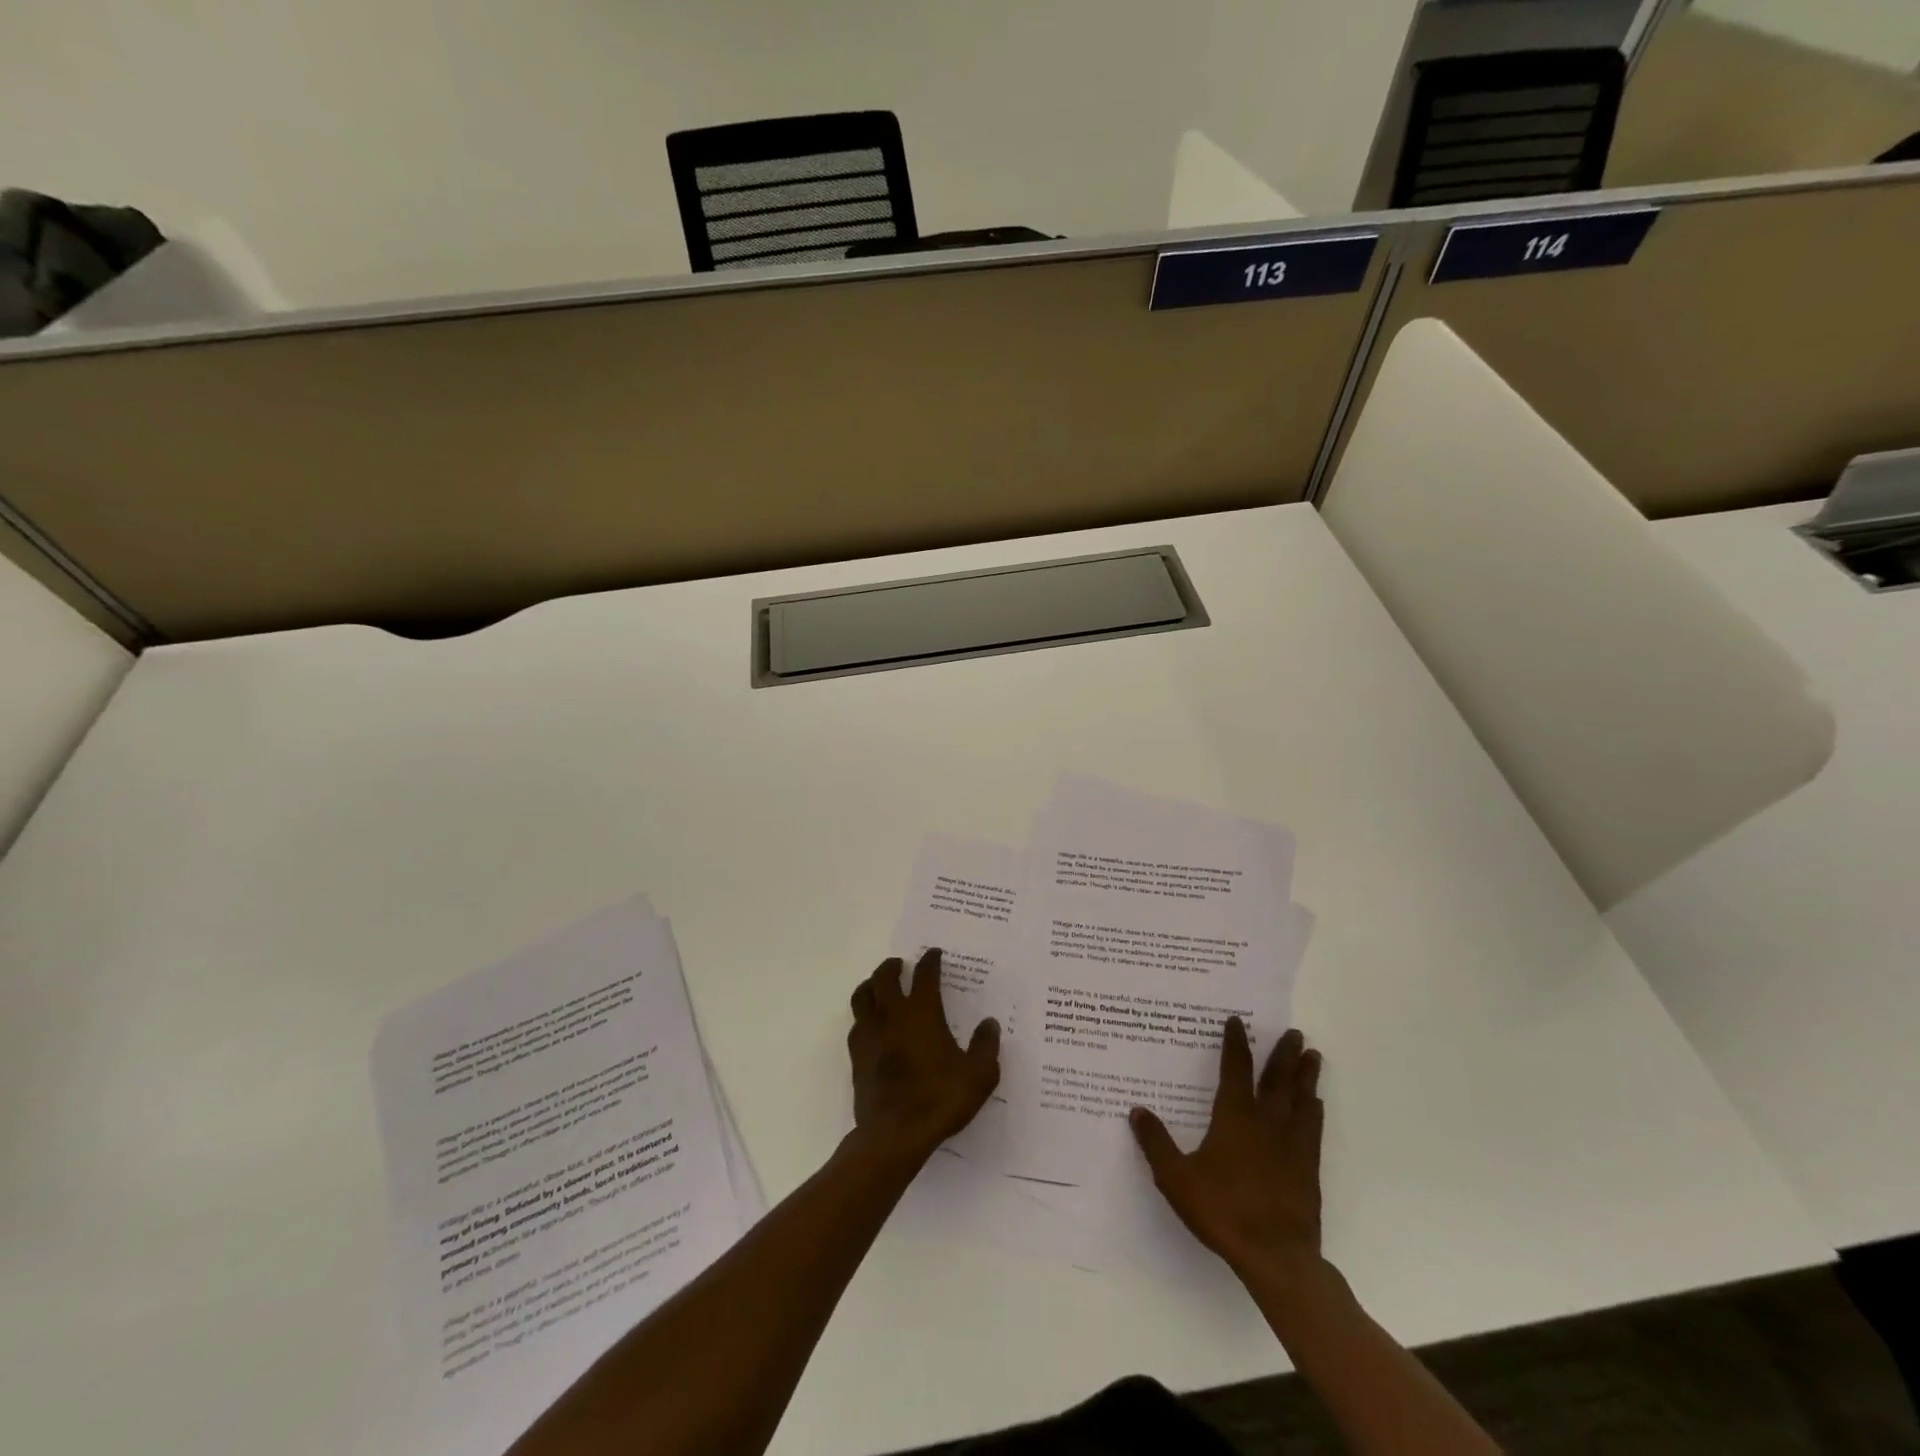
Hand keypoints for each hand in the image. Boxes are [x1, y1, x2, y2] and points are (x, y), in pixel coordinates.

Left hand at [847, 948, 999, 1165]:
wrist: (895, 1135)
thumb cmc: (940, 1099)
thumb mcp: (978, 1075)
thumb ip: (985, 1046)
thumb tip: (989, 1023)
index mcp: (922, 1012)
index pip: (925, 975)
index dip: (930, 961)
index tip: (934, 954)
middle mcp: (892, 1015)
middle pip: (884, 977)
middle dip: (893, 966)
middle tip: (901, 964)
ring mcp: (870, 1034)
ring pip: (862, 996)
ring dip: (871, 985)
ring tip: (878, 985)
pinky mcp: (857, 1056)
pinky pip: (856, 1024)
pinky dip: (863, 1016)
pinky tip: (871, 1024)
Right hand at [1130, 1021, 1323, 1280]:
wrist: (1276, 1256)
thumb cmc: (1223, 1211)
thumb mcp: (1176, 1178)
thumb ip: (1156, 1143)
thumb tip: (1136, 1110)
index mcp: (1234, 1118)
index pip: (1235, 1070)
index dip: (1236, 1045)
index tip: (1238, 1022)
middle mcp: (1266, 1122)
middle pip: (1276, 1080)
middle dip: (1283, 1054)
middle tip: (1295, 1032)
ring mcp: (1291, 1145)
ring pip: (1300, 1100)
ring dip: (1305, 1076)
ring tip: (1313, 1055)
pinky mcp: (1307, 1168)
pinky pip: (1313, 1129)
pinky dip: (1314, 1111)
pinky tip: (1317, 1104)